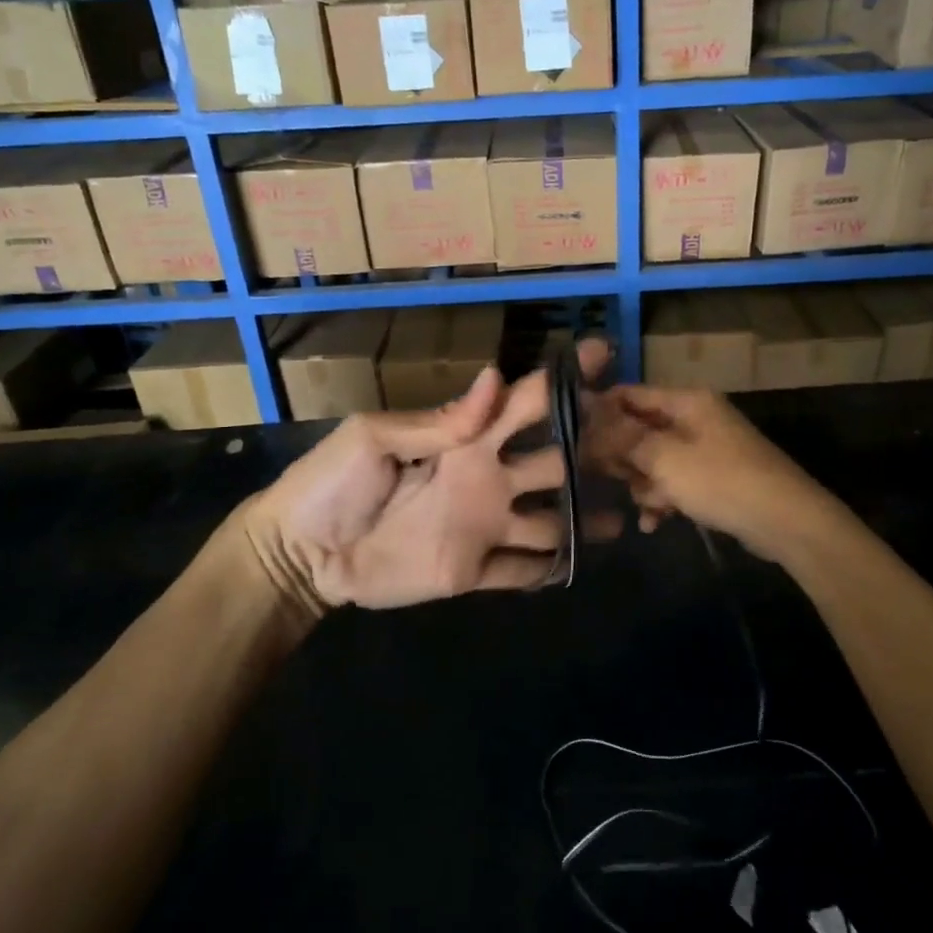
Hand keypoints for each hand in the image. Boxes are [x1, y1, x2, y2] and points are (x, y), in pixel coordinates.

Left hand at [238, 343, 605, 611]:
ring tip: (624, 518)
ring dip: (583, 520)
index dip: (562, 382)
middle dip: (591, 451)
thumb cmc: (331, 484)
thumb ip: (439, 420)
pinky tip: (581, 567)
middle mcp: (487, 478)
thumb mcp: (374, 438)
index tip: (603, 359)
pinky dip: (550, 570)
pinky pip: (520, 572)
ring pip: (549, 522)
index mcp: (466, 439)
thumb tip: (494, 378)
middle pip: (554, 462)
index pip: (524, 404)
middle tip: (632, 448)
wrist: (300, 555)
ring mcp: (483, 527)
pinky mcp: (472, 572)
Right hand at [583, 384, 835, 561]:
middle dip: (623, 457)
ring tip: (648, 507)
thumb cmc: (722, 481)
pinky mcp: (713, 478)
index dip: (599, 413)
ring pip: (654, 460)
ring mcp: (705, 449)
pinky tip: (655, 523)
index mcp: (686, 401)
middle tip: (607, 480)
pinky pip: (674, 481)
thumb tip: (584, 415)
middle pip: (639, 429)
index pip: (630, 394)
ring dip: (644, 485)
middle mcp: (694, 418)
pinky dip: (663, 499)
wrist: (787, 522)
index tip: (572, 439)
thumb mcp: (665, 459)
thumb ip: (622, 438)